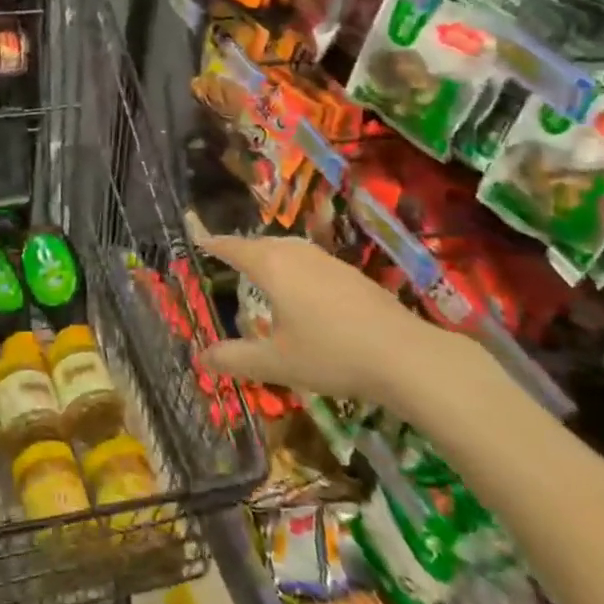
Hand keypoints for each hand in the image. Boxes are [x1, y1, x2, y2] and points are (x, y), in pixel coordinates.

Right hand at [191, 221, 458, 406]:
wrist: (405, 356)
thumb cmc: (331, 354)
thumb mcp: (276, 363)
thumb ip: (236, 358)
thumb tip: (200, 358)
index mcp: (272, 267)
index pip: (234, 248)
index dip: (214, 244)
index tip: (198, 240)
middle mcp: (297, 254)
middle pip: (262, 243)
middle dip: (243, 249)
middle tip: (227, 258)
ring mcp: (328, 262)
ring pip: (290, 248)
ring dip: (271, 254)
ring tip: (263, 271)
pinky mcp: (353, 275)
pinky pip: (311, 260)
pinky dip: (295, 266)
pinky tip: (304, 290)